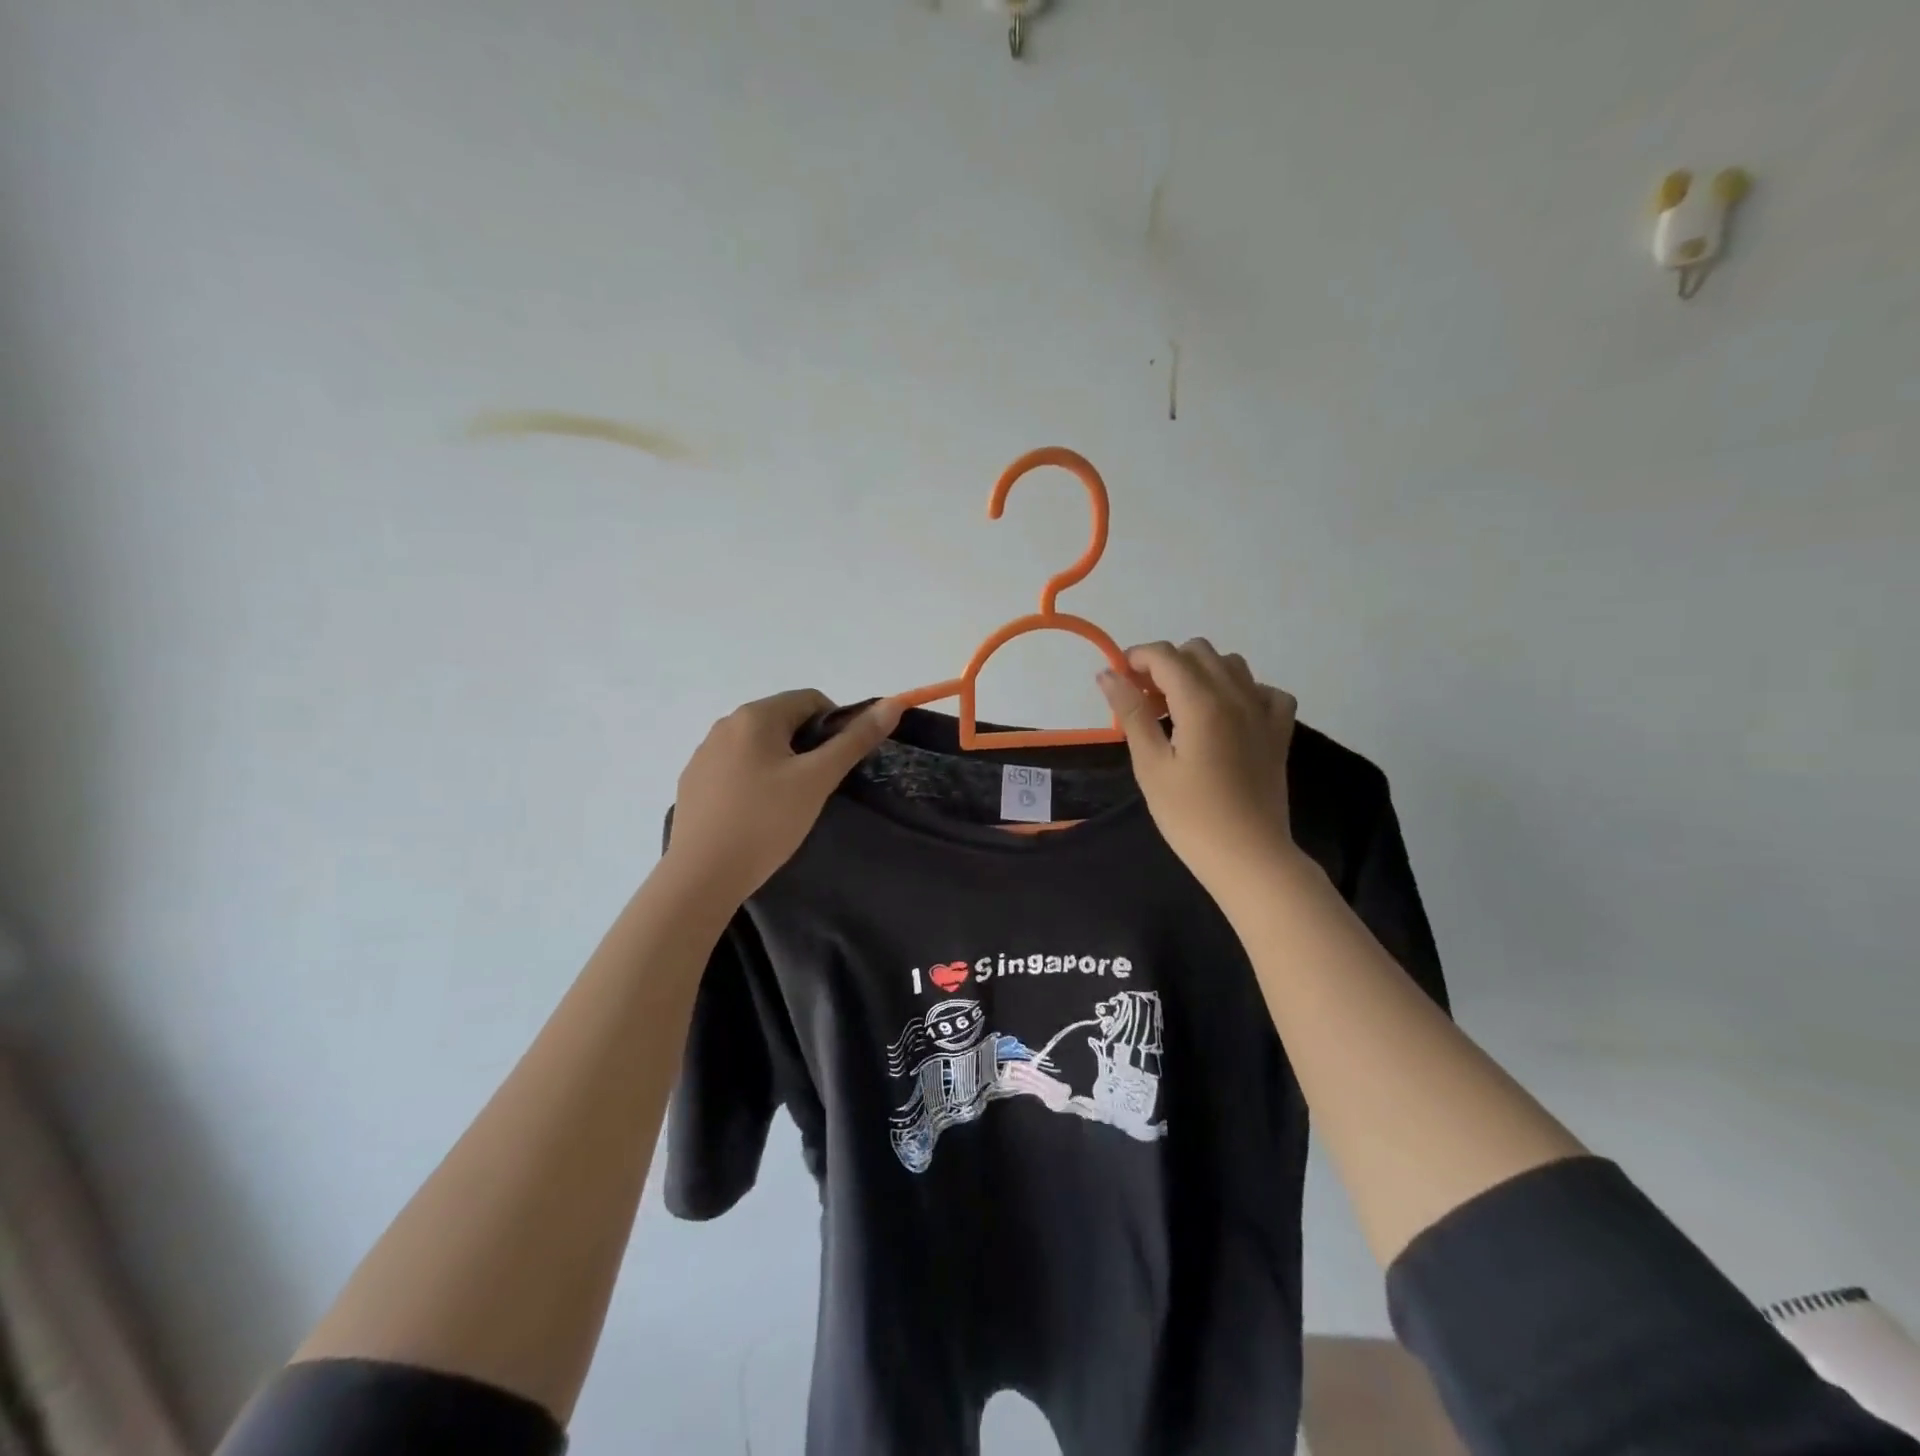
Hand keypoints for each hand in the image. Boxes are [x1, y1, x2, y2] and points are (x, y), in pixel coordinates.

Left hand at [664, 690, 902, 908]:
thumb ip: (855, 740)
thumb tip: (892, 704)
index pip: (811, 700)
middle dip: (809, 745)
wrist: (701, 876)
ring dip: (782, 763)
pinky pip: (736, 768)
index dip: (837, 725)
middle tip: (819, 786)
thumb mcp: (818, 779)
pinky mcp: (693, 782)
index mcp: (756, 716)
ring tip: (790, 803)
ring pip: (759, 746)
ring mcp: (704, 754)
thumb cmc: (766, 821)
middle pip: (783, 720)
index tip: (841, 763)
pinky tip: (758, 814)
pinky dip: (755, 780)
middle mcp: (726, 724)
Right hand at [1096, 639, 1300, 900]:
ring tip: (1180, 709)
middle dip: (1166, 664)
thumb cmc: (1190, 816)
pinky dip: (1242, 691)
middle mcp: (1236, 695)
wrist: (1249, 857)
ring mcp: (1263, 712)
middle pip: (1198, 651)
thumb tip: (1107, 674)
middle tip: (1145, 701)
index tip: (1118, 683)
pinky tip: (1226, 716)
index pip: (1165, 656)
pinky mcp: (1279, 732)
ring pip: (1231, 665)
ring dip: (1200, 673)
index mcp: (1202, 702)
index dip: (1136, 659)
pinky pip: (1264, 691)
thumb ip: (1131, 714)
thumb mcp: (1150, 765)